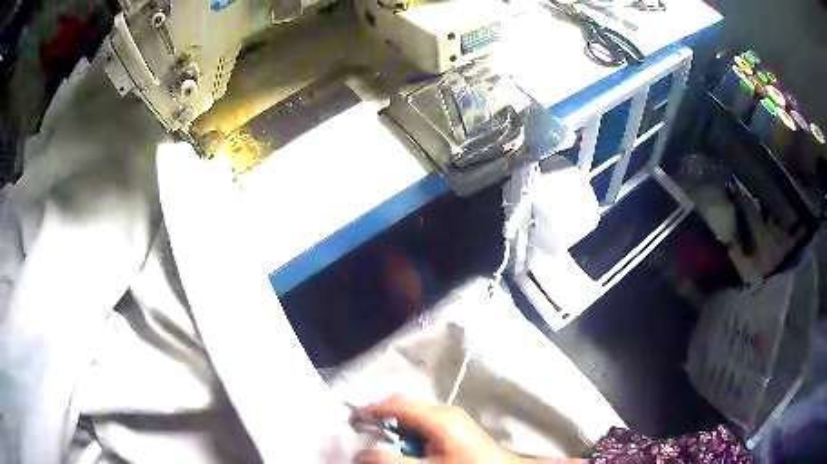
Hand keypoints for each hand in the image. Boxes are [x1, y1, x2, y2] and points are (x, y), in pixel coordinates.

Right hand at [354, 396, 583, 463]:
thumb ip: (394, 460)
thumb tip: (361, 452)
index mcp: (439, 417)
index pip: (396, 404)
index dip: (371, 410)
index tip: (351, 420)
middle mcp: (444, 411)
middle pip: (403, 407)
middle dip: (382, 420)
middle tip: (366, 434)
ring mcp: (450, 417)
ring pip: (412, 415)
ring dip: (395, 428)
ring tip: (384, 443)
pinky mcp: (453, 426)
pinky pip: (423, 423)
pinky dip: (408, 432)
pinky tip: (407, 446)